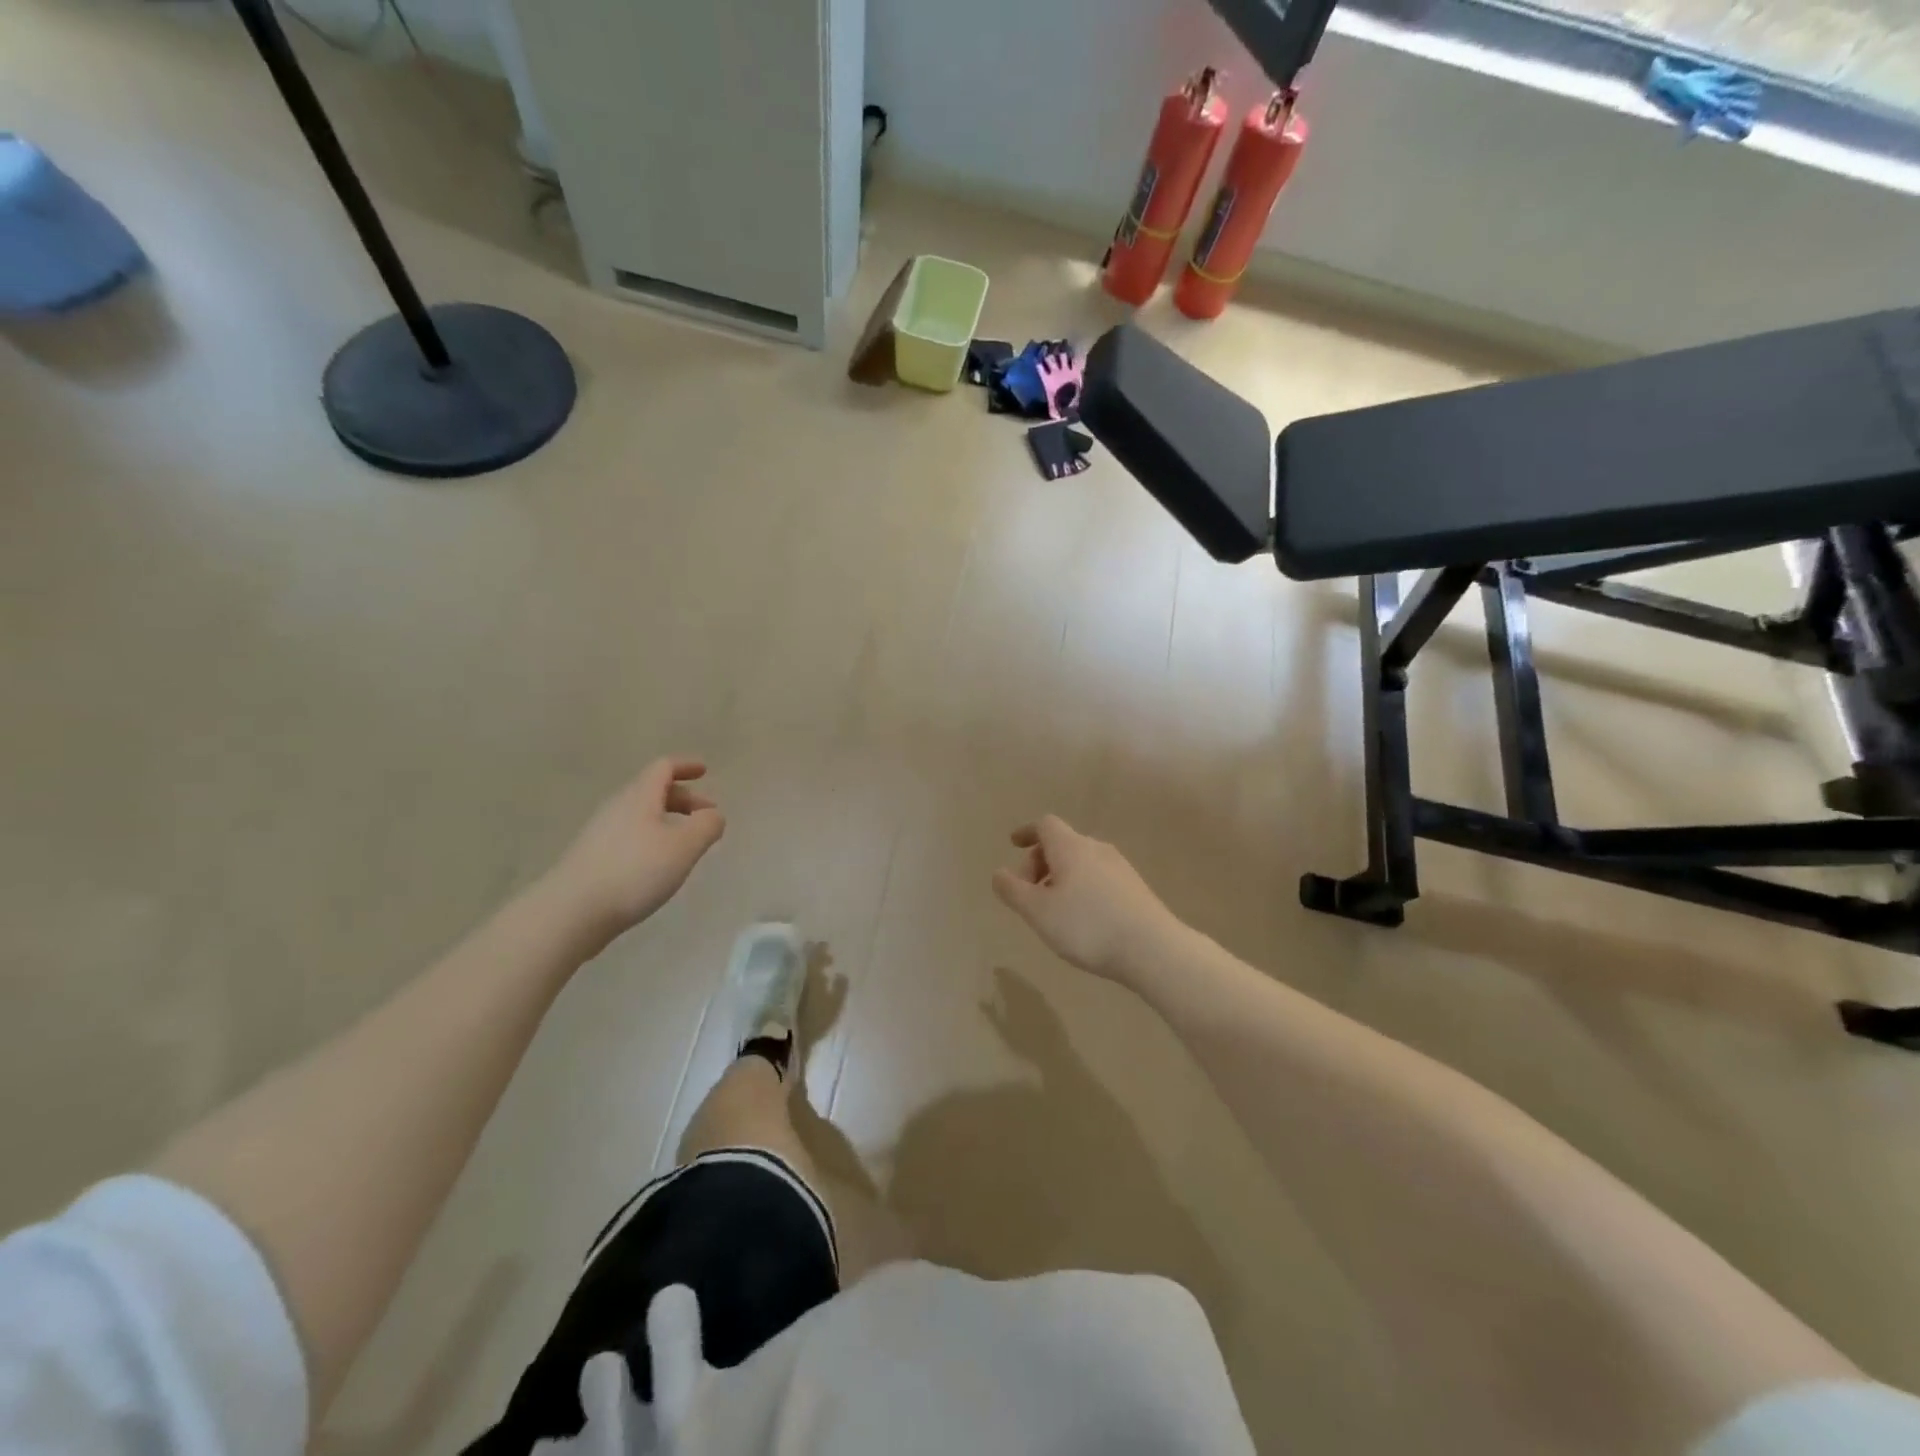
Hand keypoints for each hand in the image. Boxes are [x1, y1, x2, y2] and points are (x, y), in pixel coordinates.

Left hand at [545, 757, 725, 948]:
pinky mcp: (592, 858)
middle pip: (652, 791)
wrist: (571, 912)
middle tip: (706, 815)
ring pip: (640, 815)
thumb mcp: (684, 847)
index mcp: (640, 797)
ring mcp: (600, 833)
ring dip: (667, 820)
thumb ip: (706, 826)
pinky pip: (629, 835)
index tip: (704, 770)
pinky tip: (658, 864)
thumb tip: (713, 814)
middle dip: (683, 798)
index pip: (663, 768)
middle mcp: (617, 808)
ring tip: (686, 842)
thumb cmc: (635, 871)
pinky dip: (651, 838)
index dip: (685, 766)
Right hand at [992, 816, 1181, 981]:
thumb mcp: (1038, 911)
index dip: (1027, 832)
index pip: (1045, 825)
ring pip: (1081, 862)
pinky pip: (1098, 877)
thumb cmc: (1087, 926)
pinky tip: (1081, 918)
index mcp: (1070, 847)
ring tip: (1052, 909)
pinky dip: (1080, 887)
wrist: (1153, 948)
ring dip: (1060, 877)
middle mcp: (1096, 848)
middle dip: (1040, 862)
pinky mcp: (1135, 888)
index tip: (1013, 844)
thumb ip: (1013, 890)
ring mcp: (1120, 867)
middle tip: (1028, 893)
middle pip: (1062, 843)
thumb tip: (999, 872)